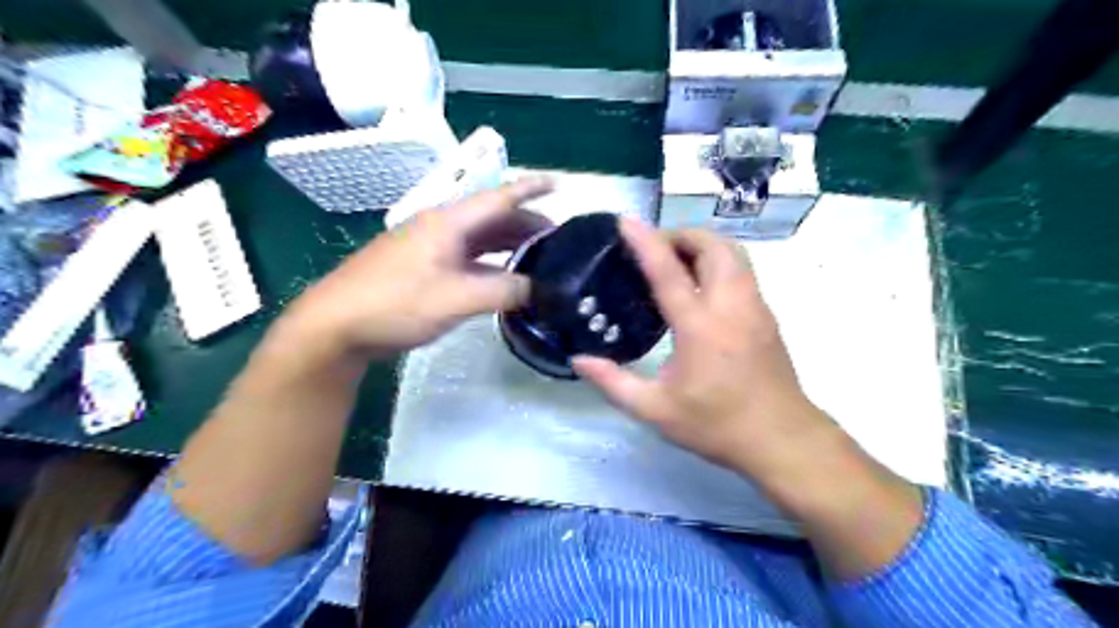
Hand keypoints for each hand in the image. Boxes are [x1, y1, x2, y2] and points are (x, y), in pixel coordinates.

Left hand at [284, 180, 553, 360]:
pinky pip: (468, 258)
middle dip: (528, 225)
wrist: (334, 326)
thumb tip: (541, 289)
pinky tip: (505, 278)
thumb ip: (504, 291)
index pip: (500, 197)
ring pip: (481, 239)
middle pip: (493, 219)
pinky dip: (492, 264)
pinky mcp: (422, 268)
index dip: (532, 189)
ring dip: (510, 246)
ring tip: (541, 258)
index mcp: (448, 222)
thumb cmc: (395, 304)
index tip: (561, 184)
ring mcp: (430, 248)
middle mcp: (441, 227)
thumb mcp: (456, 299)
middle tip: (560, 241)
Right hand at [571, 217, 922, 581]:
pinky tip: (700, 286)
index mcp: (700, 328)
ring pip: (733, 253)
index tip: (626, 221)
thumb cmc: (717, 425)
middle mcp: (731, 306)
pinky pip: (742, 270)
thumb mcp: (656, 410)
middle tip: (653, 249)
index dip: (646, 242)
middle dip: (680, 235)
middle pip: (712, 246)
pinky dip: (718, 261)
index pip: (669, 272)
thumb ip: (613, 382)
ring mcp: (755, 307)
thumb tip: (579, 360)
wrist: (782, 439)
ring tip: (675, 261)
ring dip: (703, 245)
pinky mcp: (766, 315)